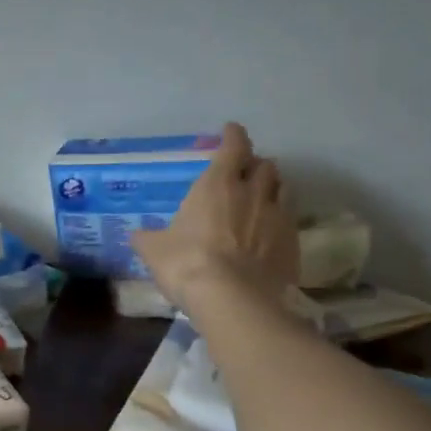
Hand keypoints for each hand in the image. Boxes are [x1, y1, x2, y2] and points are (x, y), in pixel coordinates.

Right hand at [132, 122, 296, 314]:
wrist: (233, 298)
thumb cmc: (187, 263)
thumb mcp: (155, 250)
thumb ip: (148, 238)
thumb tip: (137, 235)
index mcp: (218, 184)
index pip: (233, 146)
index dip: (233, 136)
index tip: (230, 132)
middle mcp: (253, 193)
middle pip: (265, 165)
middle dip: (256, 166)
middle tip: (245, 174)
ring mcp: (278, 217)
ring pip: (284, 189)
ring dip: (273, 189)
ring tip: (263, 198)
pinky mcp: (293, 244)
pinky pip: (291, 222)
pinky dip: (281, 222)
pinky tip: (271, 234)